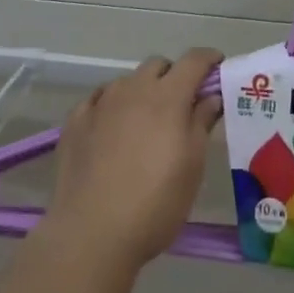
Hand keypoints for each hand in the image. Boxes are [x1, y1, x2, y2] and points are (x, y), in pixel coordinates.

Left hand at [42, 49, 223, 274]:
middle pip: (158, 65)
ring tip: (146, 122)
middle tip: (182, 103)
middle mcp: (133, 90)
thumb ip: (202, 123)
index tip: (218, 66)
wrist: (91, 233)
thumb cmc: (155, 202)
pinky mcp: (75, 122)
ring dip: (142, 91)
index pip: (193, 61)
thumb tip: (210, 97)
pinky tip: (112, 128)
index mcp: (167, 97)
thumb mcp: (192, 166)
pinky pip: (98, 99)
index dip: (209, 59)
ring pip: (127, 81)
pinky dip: (112, 106)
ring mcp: (100, 104)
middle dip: (174, 75)